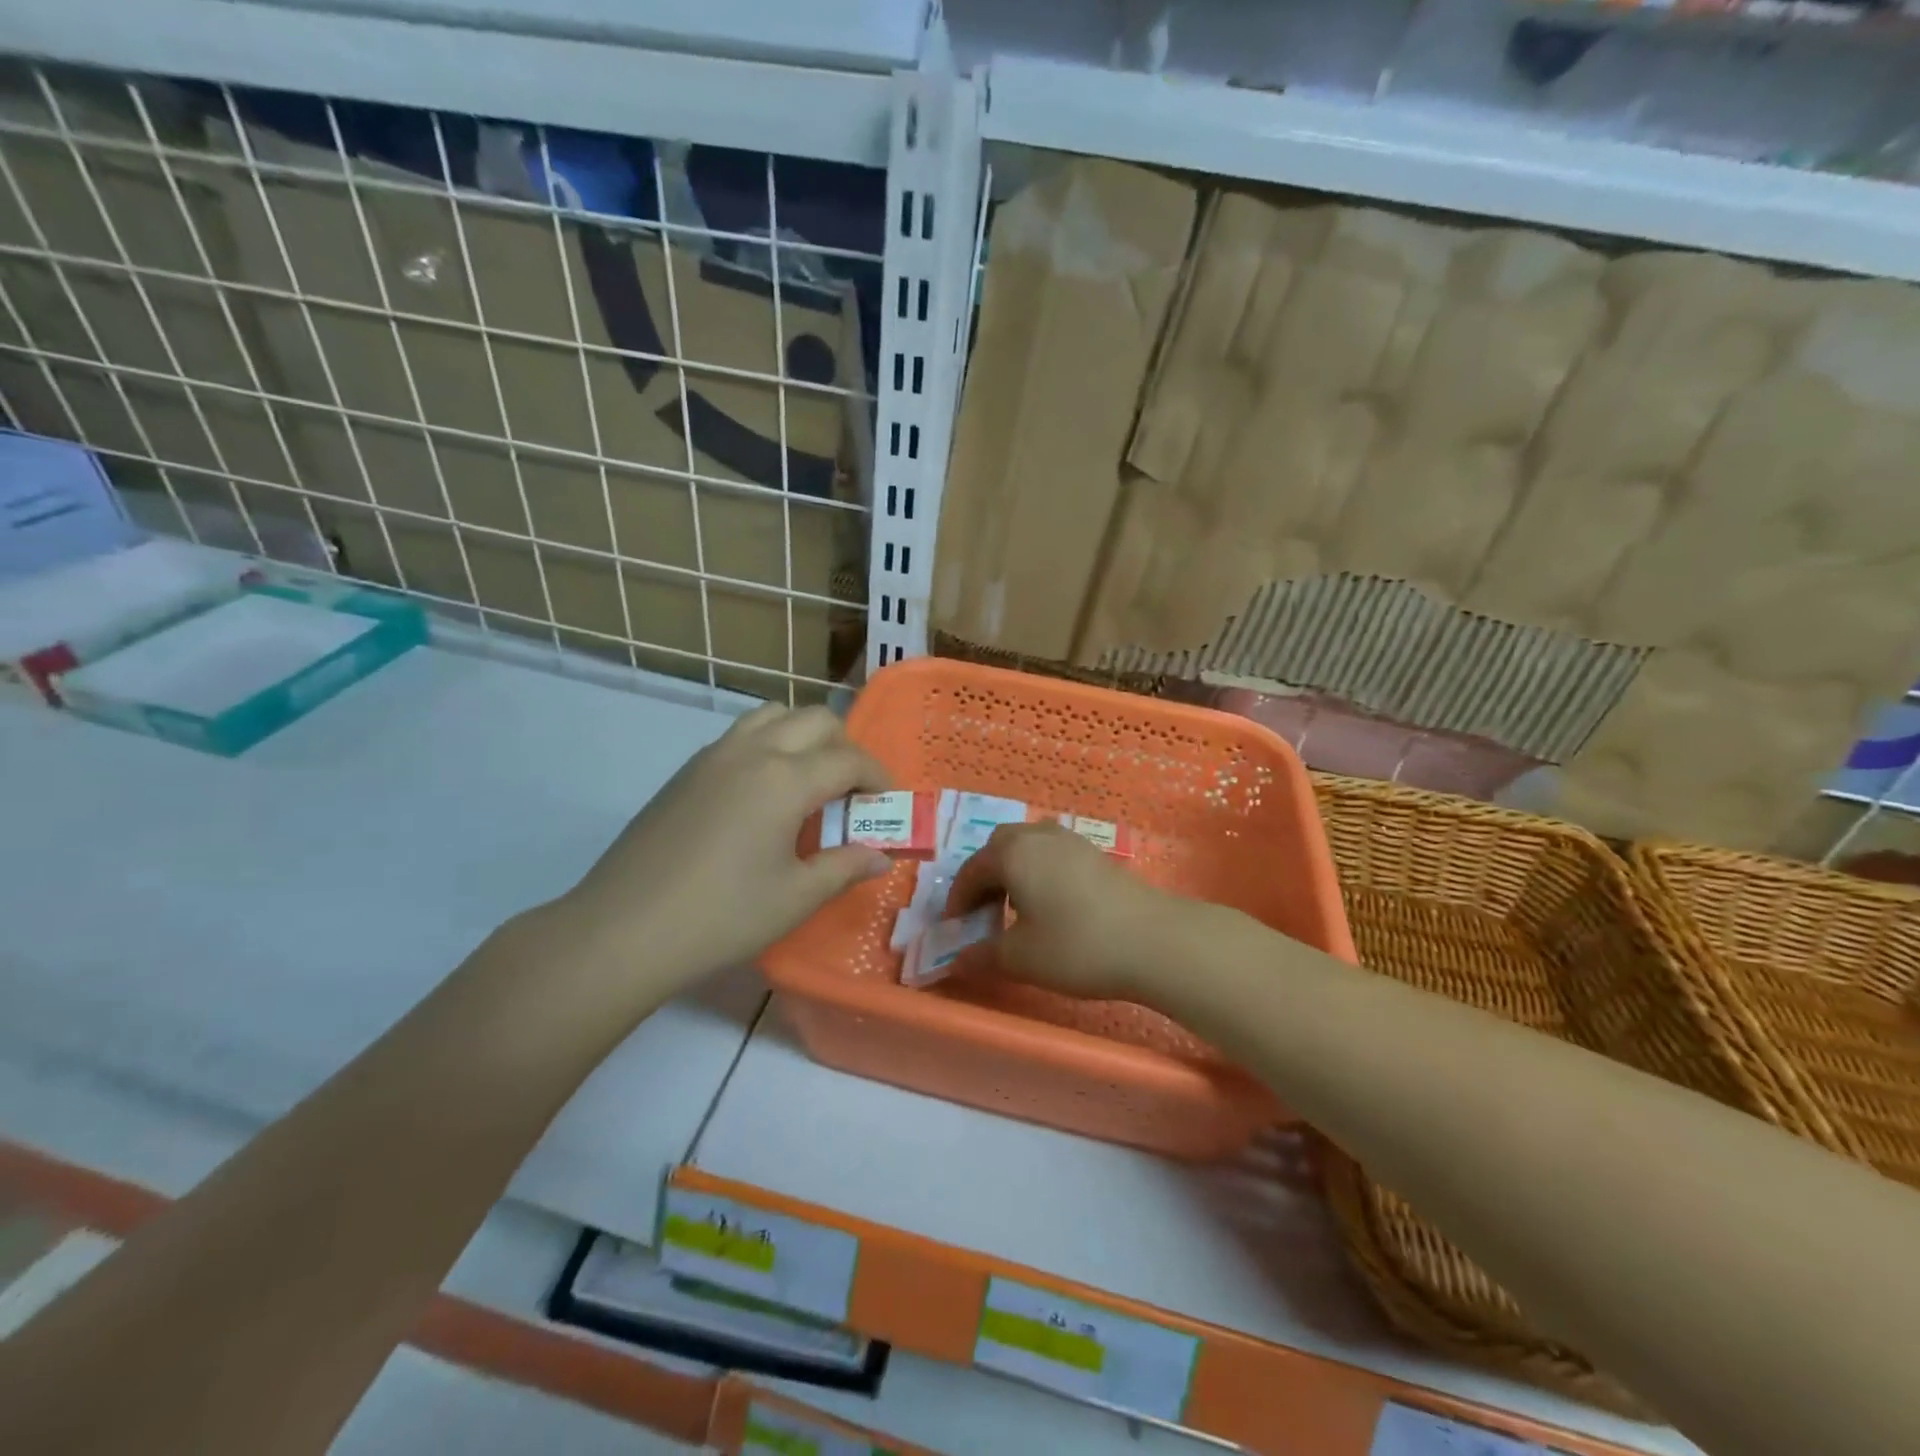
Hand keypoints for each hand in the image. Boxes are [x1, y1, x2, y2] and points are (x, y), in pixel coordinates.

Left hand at [542, 704, 892, 995]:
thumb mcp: (795, 897)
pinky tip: (763, 794)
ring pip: (773, 715)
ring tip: (809, 780)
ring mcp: (713, 756)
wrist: (624, 929)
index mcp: (785, 779)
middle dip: (845, 745)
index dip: (878, 776)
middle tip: (852, 790)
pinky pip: (741, 735)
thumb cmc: (722, 915)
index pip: (848, 759)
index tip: (890, 800)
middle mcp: (752, 752)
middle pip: (815, 719)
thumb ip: (844, 868)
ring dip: (804, 735)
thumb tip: (880, 858)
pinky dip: (769, 744)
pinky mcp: (686, 771)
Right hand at [945, 821, 1212, 1001]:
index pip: (971, 871)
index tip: (954, 930)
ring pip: (1028, 848)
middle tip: (983, 915)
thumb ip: (982, 955)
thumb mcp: (1021, 958)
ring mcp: (1071, 841)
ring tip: (1015, 911)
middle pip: (998, 848)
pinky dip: (1038, 873)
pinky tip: (1049, 906)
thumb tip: (957, 960)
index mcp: (1013, 853)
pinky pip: (1052, 855)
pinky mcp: (1095, 854)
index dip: (957, 901)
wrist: (1154, 941)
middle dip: (984, 879)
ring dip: (1013, 873)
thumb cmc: (1077, 945)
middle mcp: (1038, 836)